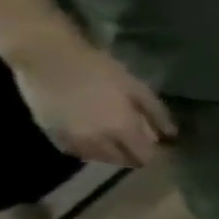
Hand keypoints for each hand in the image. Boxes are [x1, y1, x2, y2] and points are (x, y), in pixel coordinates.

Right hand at [14, 38, 174, 166]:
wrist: (47, 58)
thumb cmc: (100, 71)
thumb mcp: (139, 90)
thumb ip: (157, 114)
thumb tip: (171, 134)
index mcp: (121, 129)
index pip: (144, 156)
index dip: (155, 155)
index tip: (161, 148)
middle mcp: (96, 139)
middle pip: (122, 160)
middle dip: (135, 156)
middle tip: (140, 144)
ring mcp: (70, 137)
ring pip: (97, 158)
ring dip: (111, 155)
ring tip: (119, 143)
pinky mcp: (49, 131)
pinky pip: (73, 151)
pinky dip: (87, 151)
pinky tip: (94, 141)